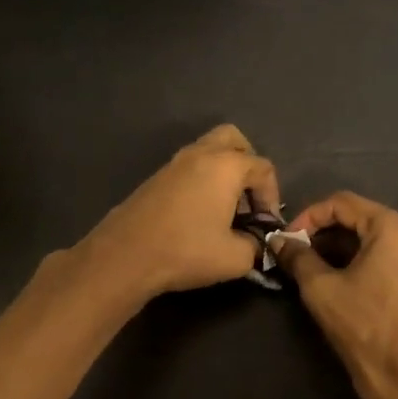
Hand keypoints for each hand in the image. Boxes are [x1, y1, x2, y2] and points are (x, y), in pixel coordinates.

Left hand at [79, 125, 280, 300]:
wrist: (125, 256)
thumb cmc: (186, 251)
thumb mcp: (235, 258)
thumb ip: (254, 246)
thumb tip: (253, 244)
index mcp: (226, 166)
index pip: (263, 168)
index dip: (272, 196)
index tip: (265, 225)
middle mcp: (200, 154)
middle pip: (233, 140)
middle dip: (247, 165)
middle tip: (247, 198)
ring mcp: (173, 163)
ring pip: (208, 152)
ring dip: (223, 173)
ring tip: (224, 210)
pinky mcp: (155, 179)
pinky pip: (188, 168)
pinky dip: (201, 182)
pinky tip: (198, 215)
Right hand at [277, 191, 397, 398]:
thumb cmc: (364, 327)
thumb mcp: (321, 289)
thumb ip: (298, 257)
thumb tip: (278, 241)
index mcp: (396, 228)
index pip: (343, 203)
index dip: (309, 216)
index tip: (287, 238)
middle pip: (363, 218)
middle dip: (326, 233)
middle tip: (298, 254)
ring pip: (376, 238)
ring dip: (343, 247)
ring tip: (315, 268)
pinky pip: (391, 256)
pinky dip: (364, 260)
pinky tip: (343, 280)